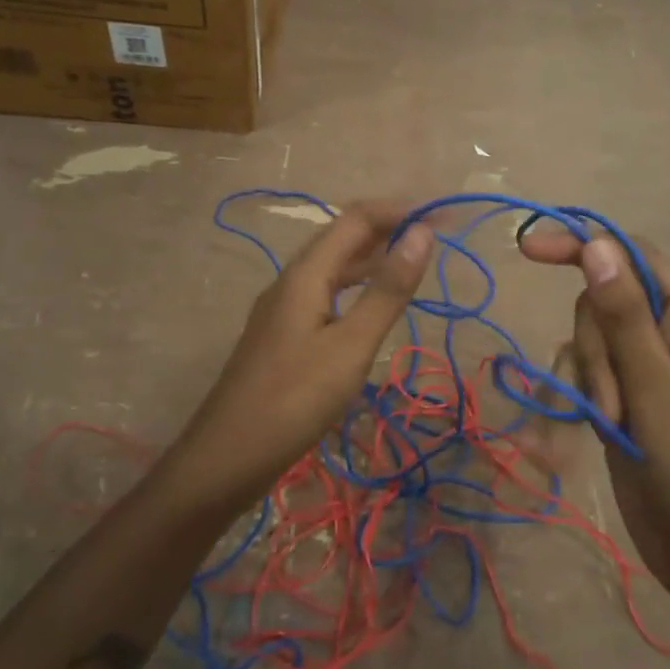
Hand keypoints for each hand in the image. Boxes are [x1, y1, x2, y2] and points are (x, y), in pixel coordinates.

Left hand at [174, 203, 434, 502]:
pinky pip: (325, 293)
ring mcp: (283, 308)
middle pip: (342, 238)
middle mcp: (291, 281)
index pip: (356, 219)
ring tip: (412, 263)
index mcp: (306, 274)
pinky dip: (356, 287)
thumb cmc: (294, 399)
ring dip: (372, 257)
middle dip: (388, 229)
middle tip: (434, 239)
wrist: (227, 457)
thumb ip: (387, 290)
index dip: (399, 211)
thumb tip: (422, 233)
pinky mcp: (283, 335)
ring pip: (332, 267)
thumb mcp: (351, 345)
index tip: (443, 219)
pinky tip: (371, 306)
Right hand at [520, 230, 669, 610]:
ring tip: (609, 426)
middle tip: (611, 402)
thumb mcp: (657, 389)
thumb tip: (596, 244)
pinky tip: (574, 438)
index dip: (584, 246)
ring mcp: (644, 371)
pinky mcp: (623, 402)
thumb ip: (624, 315)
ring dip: (586, 382)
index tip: (527, 251)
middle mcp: (669, 336)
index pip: (634, 258)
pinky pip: (584, 378)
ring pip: (587, 343)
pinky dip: (575, 402)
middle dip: (594, 350)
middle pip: (603, 304)